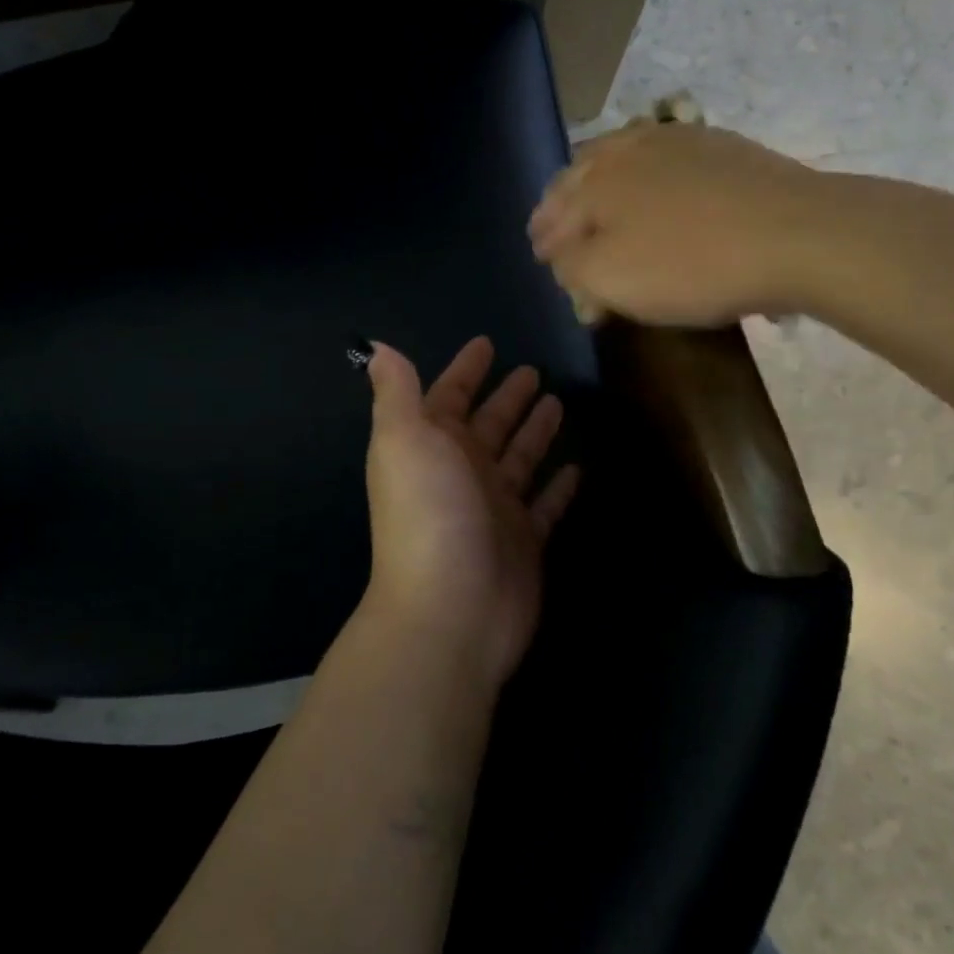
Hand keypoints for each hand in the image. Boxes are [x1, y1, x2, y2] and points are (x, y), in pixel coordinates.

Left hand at [362, 337, 579, 685]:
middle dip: (508, 398)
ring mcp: (495, 508)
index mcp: (432, 446)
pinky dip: (557, 487)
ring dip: (534, 432)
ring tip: (558, 404)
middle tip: (534, 370)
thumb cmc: (429, 513)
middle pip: (489, 425)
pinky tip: (576, 467)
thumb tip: (376, 346)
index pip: (450, 396)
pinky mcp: (525, 541)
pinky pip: (546, 505)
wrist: (450, 610)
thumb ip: (397, 391)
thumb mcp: (404, 439)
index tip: (487, 343)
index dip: (465, 370)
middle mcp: (462, 473)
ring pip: (519, 459)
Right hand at [528, 123, 819, 327]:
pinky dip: (645, 172)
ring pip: (620, 157)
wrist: (796, 233)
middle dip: (562, 202)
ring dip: (599, 181)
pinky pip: (663, 155)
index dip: (544, 238)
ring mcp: (675, 140)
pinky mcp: (717, 145)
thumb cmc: (692, 264)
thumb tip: (561, 259)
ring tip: (597, 200)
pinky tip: (654, 183)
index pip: (554, 213)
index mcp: (595, 183)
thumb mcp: (612, 279)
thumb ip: (572, 268)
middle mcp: (627, 150)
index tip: (541, 256)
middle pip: (581, 175)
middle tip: (556, 226)